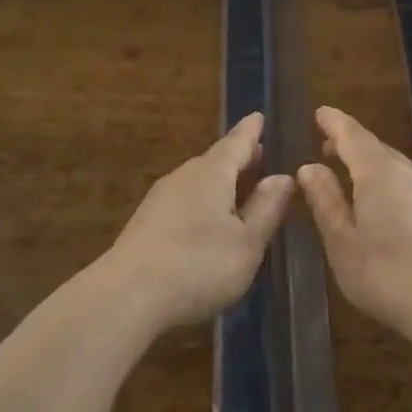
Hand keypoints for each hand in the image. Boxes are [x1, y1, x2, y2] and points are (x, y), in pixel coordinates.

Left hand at [101, 113, 294, 332]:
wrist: (128, 294)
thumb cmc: (199, 265)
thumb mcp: (247, 242)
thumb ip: (266, 208)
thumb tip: (283, 177)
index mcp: (212, 173)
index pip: (237, 142)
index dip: (251, 131)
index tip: (259, 116)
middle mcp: (184, 176)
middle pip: (216, 160)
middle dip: (238, 158)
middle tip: (259, 156)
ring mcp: (161, 198)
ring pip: (198, 181)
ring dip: (221, 182)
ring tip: (240, 189)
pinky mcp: (147, 222)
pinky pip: (185, 199)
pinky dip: (203, 201)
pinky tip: (209, 220)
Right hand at [296, 107, 411, 347]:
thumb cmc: (389, 275)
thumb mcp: (343, 242)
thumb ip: (326, 201)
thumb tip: (309, 168)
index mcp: (379, 172)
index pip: (352, 134)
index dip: (333, 123)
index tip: (319, 113)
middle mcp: (411, 172)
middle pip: (376, 149)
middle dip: (350, 146)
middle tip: (326, 149)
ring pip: (396, 169)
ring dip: (371, 168)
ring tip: (350, 182)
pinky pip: (411, 187)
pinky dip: (390, 186)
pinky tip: (383, 211)